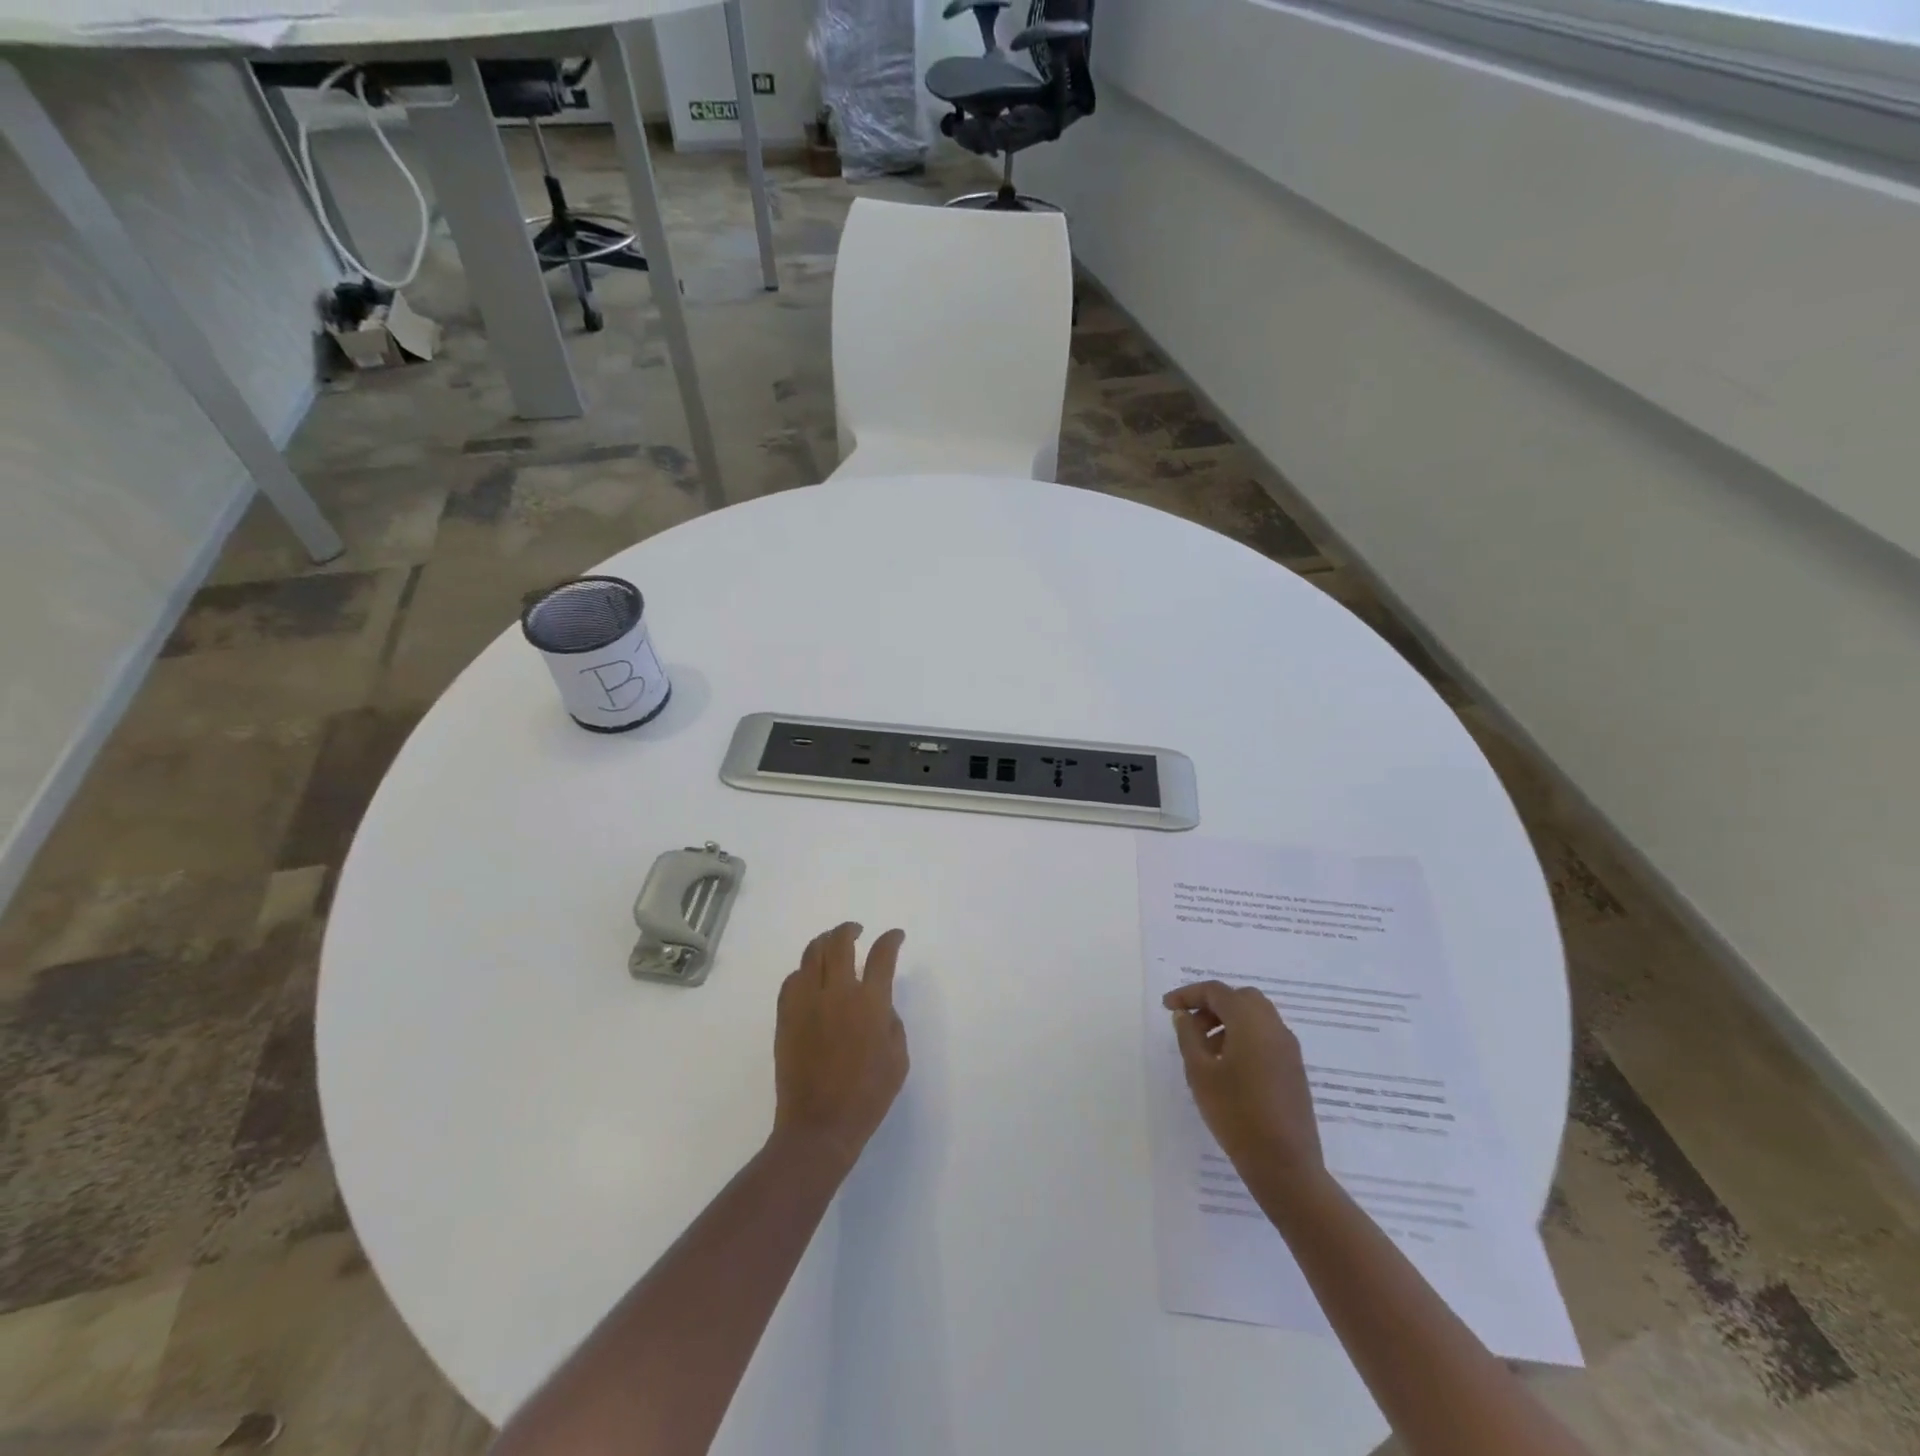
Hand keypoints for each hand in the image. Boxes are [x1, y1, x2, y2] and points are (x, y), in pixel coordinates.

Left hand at [772, 923, 908, 1170]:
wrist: (819, 1126)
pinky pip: (791, 980)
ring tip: (832, 944)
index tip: (895, 936)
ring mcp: (806, 1003)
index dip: (891, 939)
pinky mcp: (786, 1017)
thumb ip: (891, 1022)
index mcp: (869, 1003)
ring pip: (811, 954)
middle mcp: (836, 993)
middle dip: (850, 929)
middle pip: (839, 942)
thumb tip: (878, 1003)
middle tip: (857, 930)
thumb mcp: (898, 1059)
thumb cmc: (867, 1096)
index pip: (882, 955)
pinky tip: (809, 977)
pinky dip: (803, 970)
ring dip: (824, 942)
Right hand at [1164, 980, 1323, 1188]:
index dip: (1188, 994)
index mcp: (1251, 1022)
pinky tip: (1228, 1066)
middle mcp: (1274, 1027)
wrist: (1285, 1165)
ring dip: (1228, 1022)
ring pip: (1256, 1017)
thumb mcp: (1200, 1073)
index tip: (1167, 1007)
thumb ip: (1189, 1037)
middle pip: (1240, 998)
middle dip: (1212, 1005)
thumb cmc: (1236, 1114)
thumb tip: (1184, 1016)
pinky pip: (1266, 1037)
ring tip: (1206, 1050)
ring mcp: (1289, 1049)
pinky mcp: (1294, 1069)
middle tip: (1190, 1025)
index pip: (1216, 992)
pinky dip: (1245, 1037)